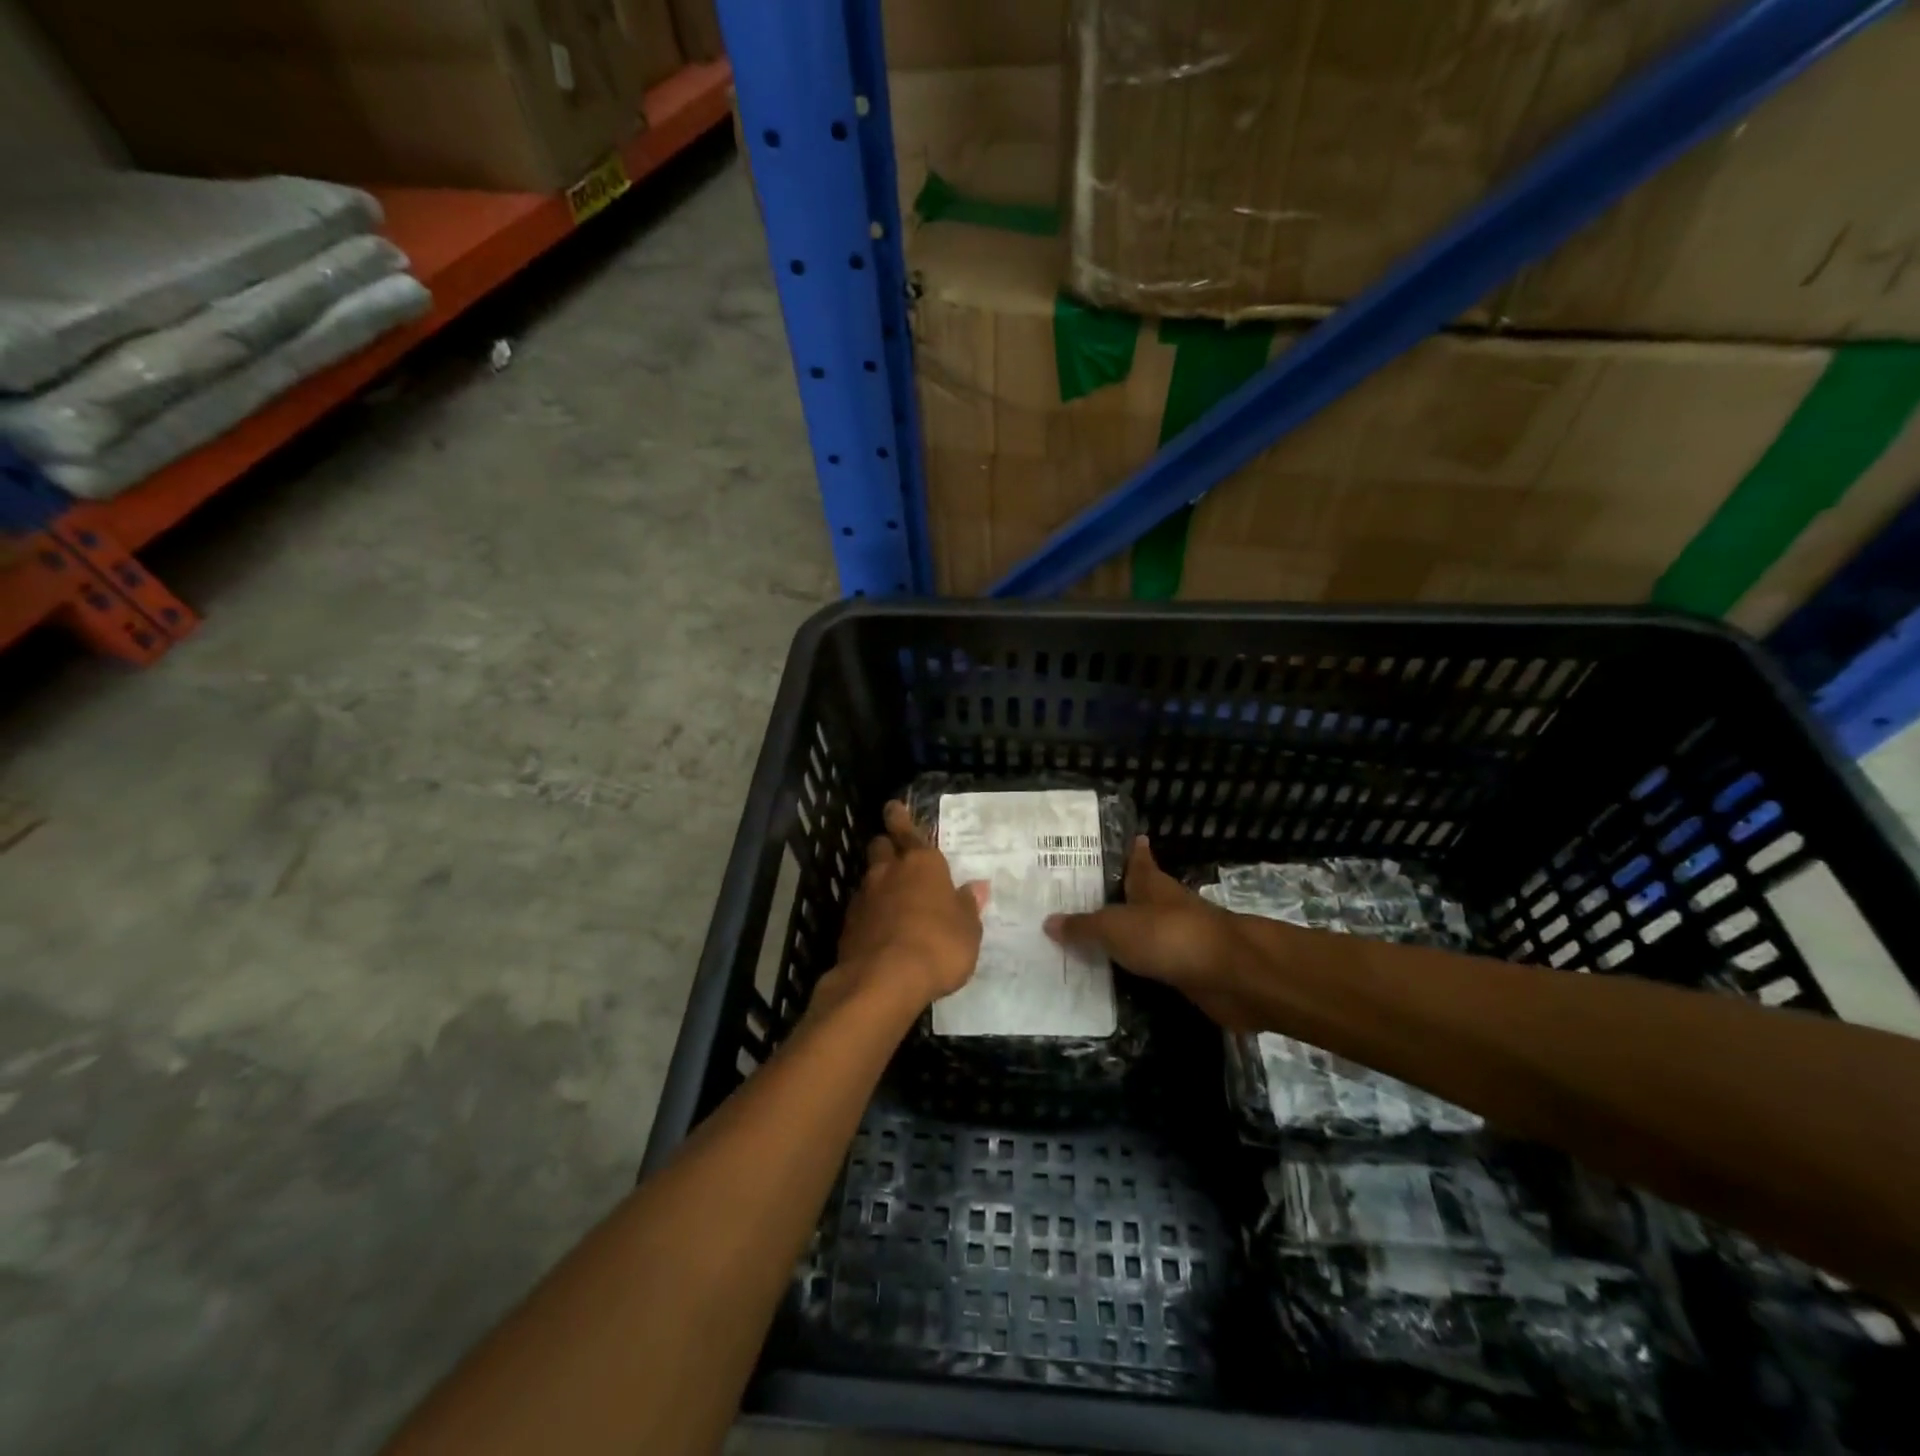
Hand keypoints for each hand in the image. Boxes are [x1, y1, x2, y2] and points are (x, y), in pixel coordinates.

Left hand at [817, 800, 988, 1018]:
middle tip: (894, 849)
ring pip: (869, 875)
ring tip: (890, 892)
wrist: (883, 980)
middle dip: (886, 844)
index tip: (892, 808)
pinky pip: (861, 906)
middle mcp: (890, 872)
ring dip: (878, 879)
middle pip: (881, 846)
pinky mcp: (849, 924)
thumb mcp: (968, 930)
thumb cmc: (938, 946)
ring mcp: (865, 897)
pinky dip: (870, 909)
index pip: (908, 830)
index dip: (899, 818)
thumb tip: (977, 887)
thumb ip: (968, 906)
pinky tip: (879, 924)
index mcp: (923, 864)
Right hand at [1045, 837, 1258, 1028]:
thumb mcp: (1115, 929)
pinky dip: (1138, 966)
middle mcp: (1167, 906)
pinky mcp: (1189, 970)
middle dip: (1120, 896)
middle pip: (1142, 895)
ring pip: (1148, 931)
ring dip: (1128, 934)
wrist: (1231, 975)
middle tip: (1085, 898)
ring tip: (1093, 939)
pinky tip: (1118, 974)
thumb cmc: (1169, 936)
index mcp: (1151, 885)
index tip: (1131, 838)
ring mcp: (1182, 938)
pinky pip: (1155, 963)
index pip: (1139, 860)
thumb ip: (1083, 927)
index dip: (1133, 851)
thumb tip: (1048, 921)